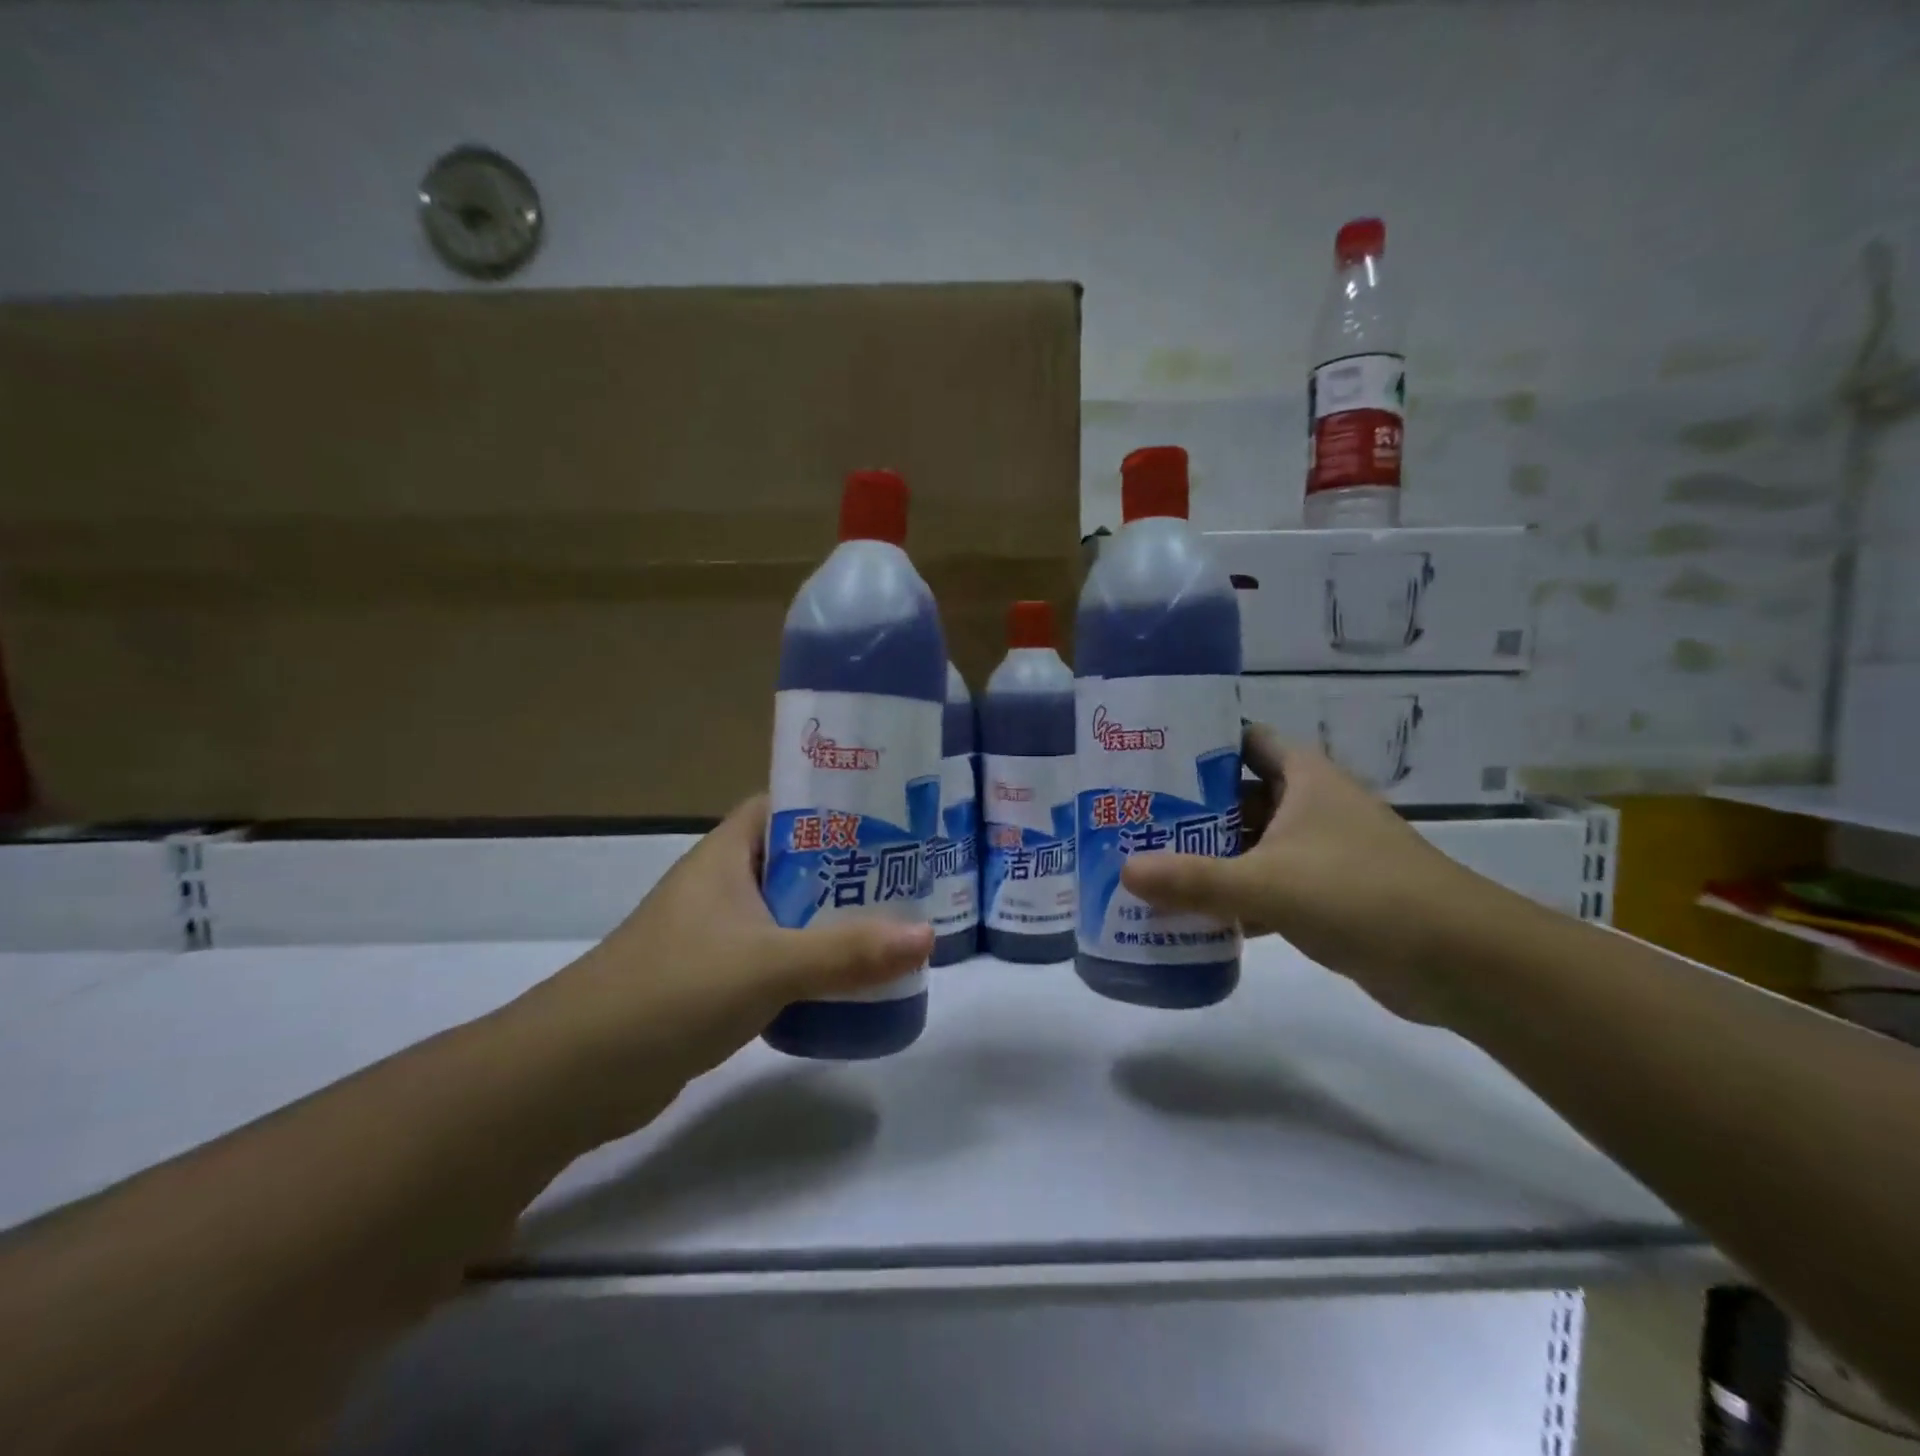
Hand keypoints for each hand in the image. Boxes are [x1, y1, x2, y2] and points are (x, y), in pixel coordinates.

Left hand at [519, 797, 931, 1133]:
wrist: (576, 1074)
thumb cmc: (673, 990)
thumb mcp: (769, 964)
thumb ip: (848, 953)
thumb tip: (927, 936)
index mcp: (726, 856)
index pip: (781, 805)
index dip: (829, 804)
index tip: (885, 814)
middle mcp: (720, 887)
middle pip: (794, 861)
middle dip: (846, 867)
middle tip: (906, 874)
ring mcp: (714, 937)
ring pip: (786, 914)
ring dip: (830, 919)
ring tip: (892, 924)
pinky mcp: (712, 984)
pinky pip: (774, 959)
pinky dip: (808, 964)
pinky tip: (847, 981)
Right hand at [1120, 726, 1499, 1019]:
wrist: (1463, 964)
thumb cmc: (1363, 895)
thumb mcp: (1269, 883)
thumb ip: (1195, 879)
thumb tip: (1124, 871)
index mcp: (1304, 778)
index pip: (1244, 740)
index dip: (1199, 742)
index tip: (1149, 755)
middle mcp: (1312, 807)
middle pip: (1238, 795)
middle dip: (1188, 807)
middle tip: (1132, 817)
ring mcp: (1321, 853)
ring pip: (1249, 844)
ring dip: (1207, 856)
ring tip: (1148, 863)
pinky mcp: (1327, 898)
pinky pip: (1265, 887)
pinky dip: (1233, 898)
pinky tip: (1190, 916)